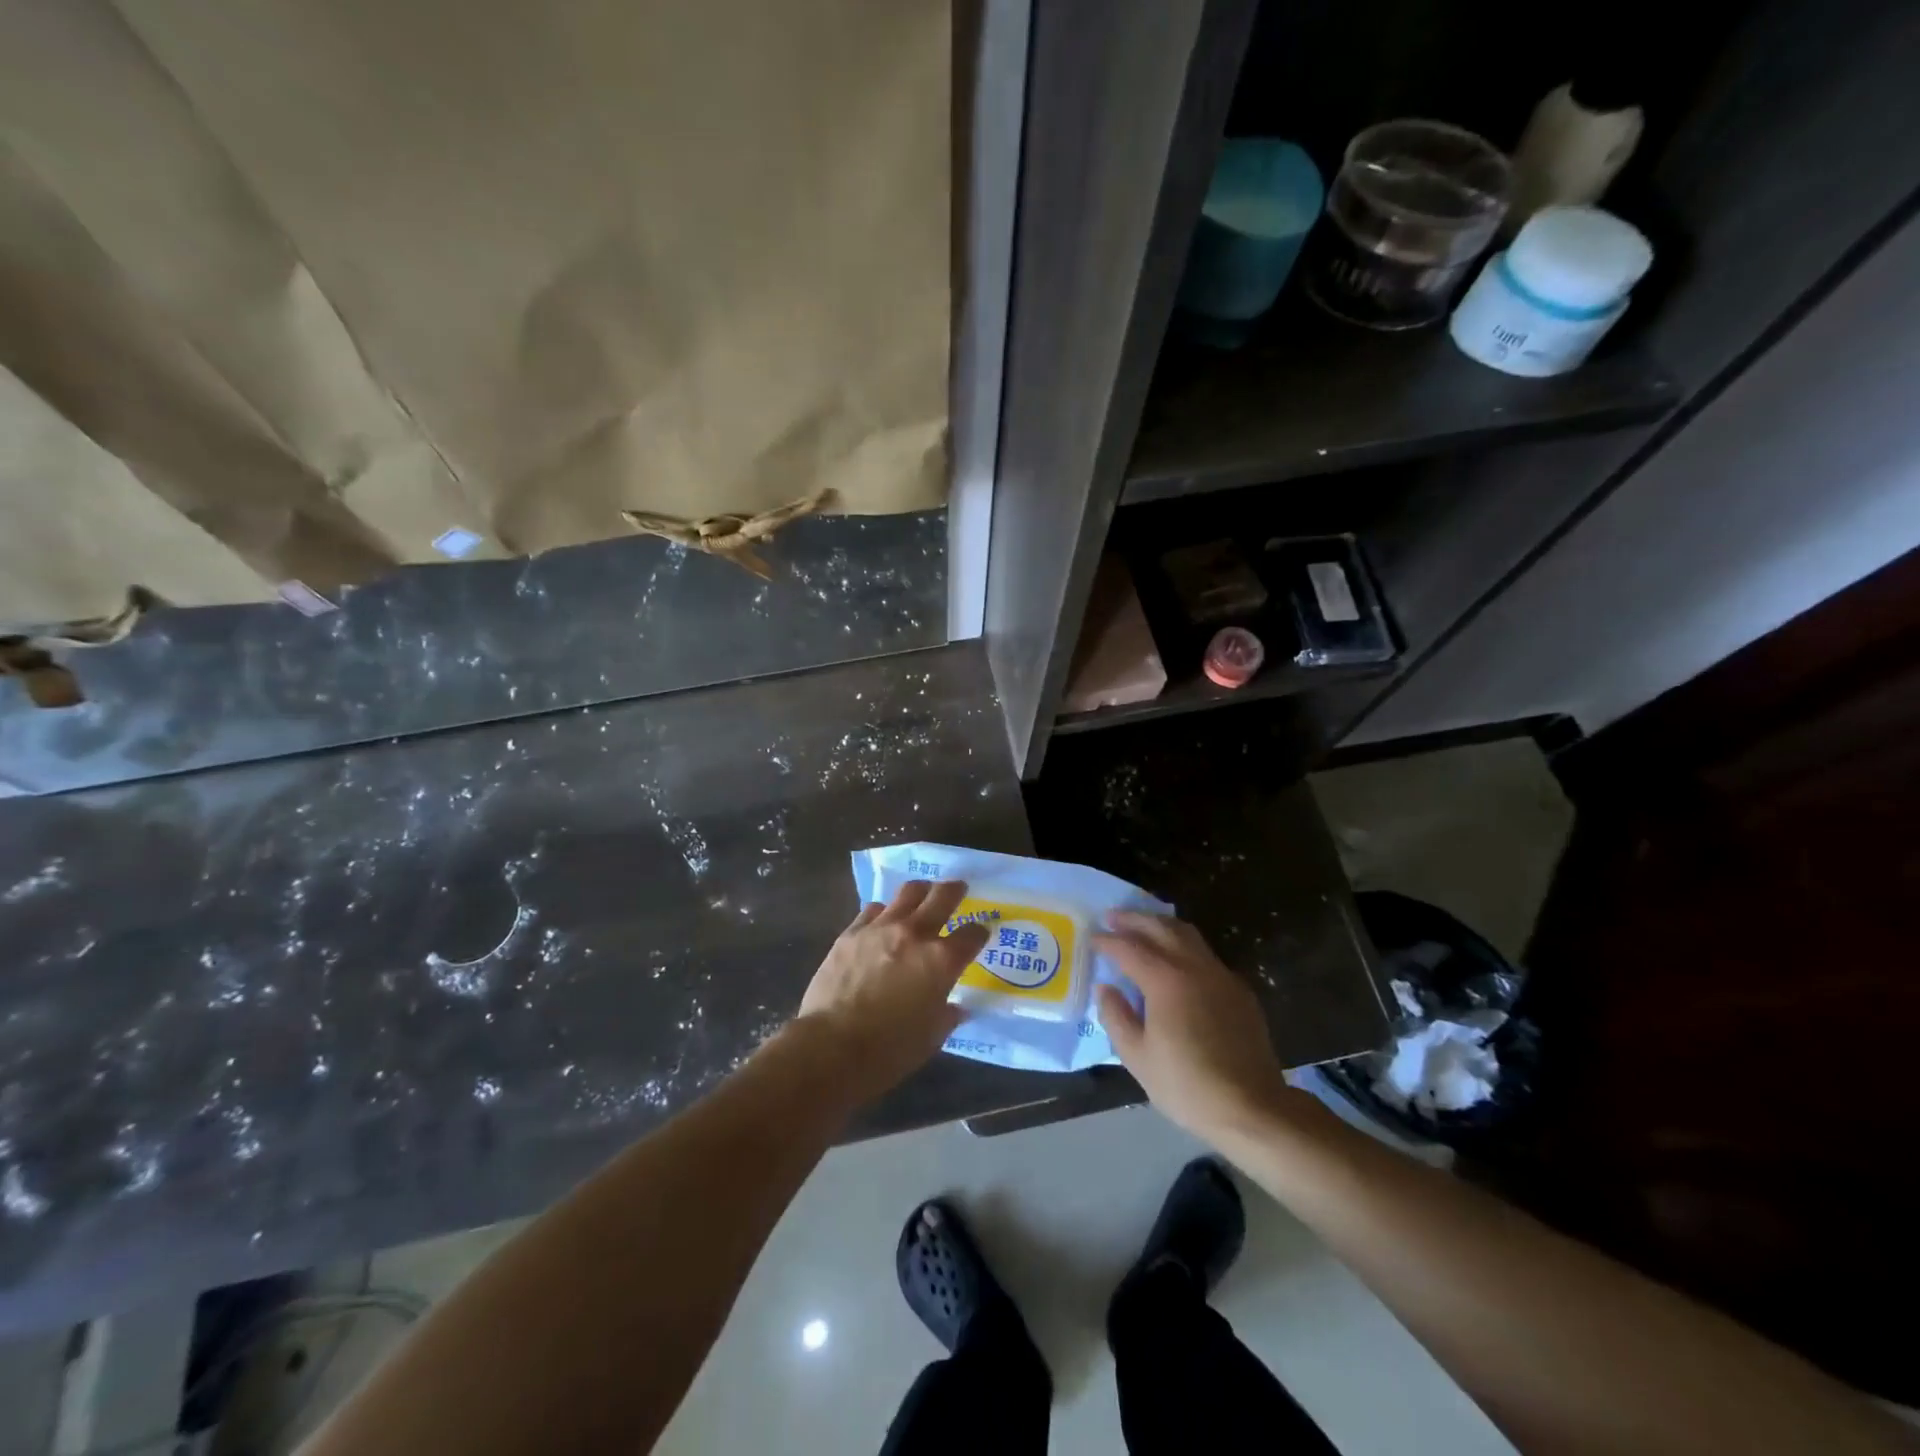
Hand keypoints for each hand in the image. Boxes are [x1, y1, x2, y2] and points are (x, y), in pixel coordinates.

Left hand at [796, 881, 989, 1103]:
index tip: (979, 934)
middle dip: (955, 890)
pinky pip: (873, 909)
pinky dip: (884, 911)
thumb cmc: (889, 1051)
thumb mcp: (931, 1038)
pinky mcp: (851, 932)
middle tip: (958, 888)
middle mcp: (915, 934)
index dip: (979, 933)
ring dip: (920, 892)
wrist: (831, 1047)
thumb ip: (946, 1015)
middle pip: (943, 896)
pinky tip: (882, 920)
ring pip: (908, 892)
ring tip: (922, 894)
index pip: (972, 935)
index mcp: (942, 961)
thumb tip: (954, 1007)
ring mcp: (881, 928)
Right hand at [1094, 912, 1292, 1139]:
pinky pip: (1206, 954)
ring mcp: (1221, 975)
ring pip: (1188, 934)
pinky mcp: (1239, 989)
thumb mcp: (1138, 1057)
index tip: (1092, 938)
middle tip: (1112, 918)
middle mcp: (1194, 967)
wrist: (1253, 1108)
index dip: (1107, 941)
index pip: (1129, 948)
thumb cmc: (1188, 1086)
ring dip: (1161, 925)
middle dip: (1134, 919)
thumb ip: (1116, 1017)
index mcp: (1166, 980)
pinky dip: (1184, 946)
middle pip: (1161, 928)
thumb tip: (1107, 988)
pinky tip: (1176, 961)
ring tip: (1143, 928)